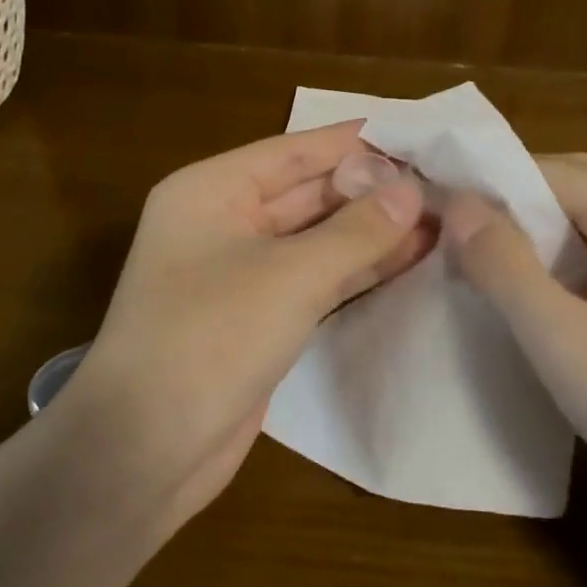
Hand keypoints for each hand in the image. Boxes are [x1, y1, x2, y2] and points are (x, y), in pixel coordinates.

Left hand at [63, 122, 434, 527]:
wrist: (145, 451)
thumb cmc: (209, 338)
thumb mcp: (290, 276)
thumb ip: (357, 231)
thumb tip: (412, 191)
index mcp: (211, 191)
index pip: (294, 152)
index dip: (355, 143)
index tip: (417, 135)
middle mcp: (223, 223)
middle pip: (308, 194)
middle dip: (371, 191)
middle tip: (441, 183)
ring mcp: (241, 274)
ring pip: (317, 240)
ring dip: (372, 232)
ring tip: (440, 220)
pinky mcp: (259, 318)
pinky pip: (316, 280)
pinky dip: (358, 271)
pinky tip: (409, 261)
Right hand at [445, 153, 586, 529]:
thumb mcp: (563, 342)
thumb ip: (504, 265)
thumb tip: (458, 203)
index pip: (551, 170)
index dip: (491, 189)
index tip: (441, 218)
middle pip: (581, 184)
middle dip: (518, 207)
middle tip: (465, 244)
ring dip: (550, 234)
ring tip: (500, 271)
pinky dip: (584, 258)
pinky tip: (561, 298)